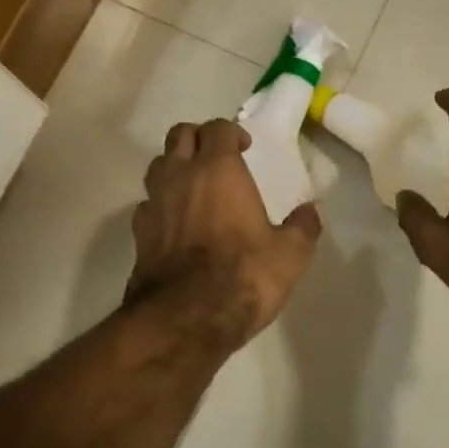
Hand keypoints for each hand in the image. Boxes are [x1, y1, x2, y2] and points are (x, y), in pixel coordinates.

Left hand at [126, 119, 321, 349]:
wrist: (185, 318)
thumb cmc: (244, 275)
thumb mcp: (290, 254)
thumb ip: (302, 227)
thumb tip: (310, 211)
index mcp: (218, 169)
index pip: (217, 129)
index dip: (231, 132)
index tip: (244, 147)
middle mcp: (180, 176)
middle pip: (179, 136)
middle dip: (198, 138)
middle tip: (216, 157)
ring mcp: (154, 203)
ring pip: (157, 165)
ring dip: (174, 167)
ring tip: (193, 186)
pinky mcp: (138, 233)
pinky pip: (146, 204)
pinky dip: (160, 204)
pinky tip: (174, 223)